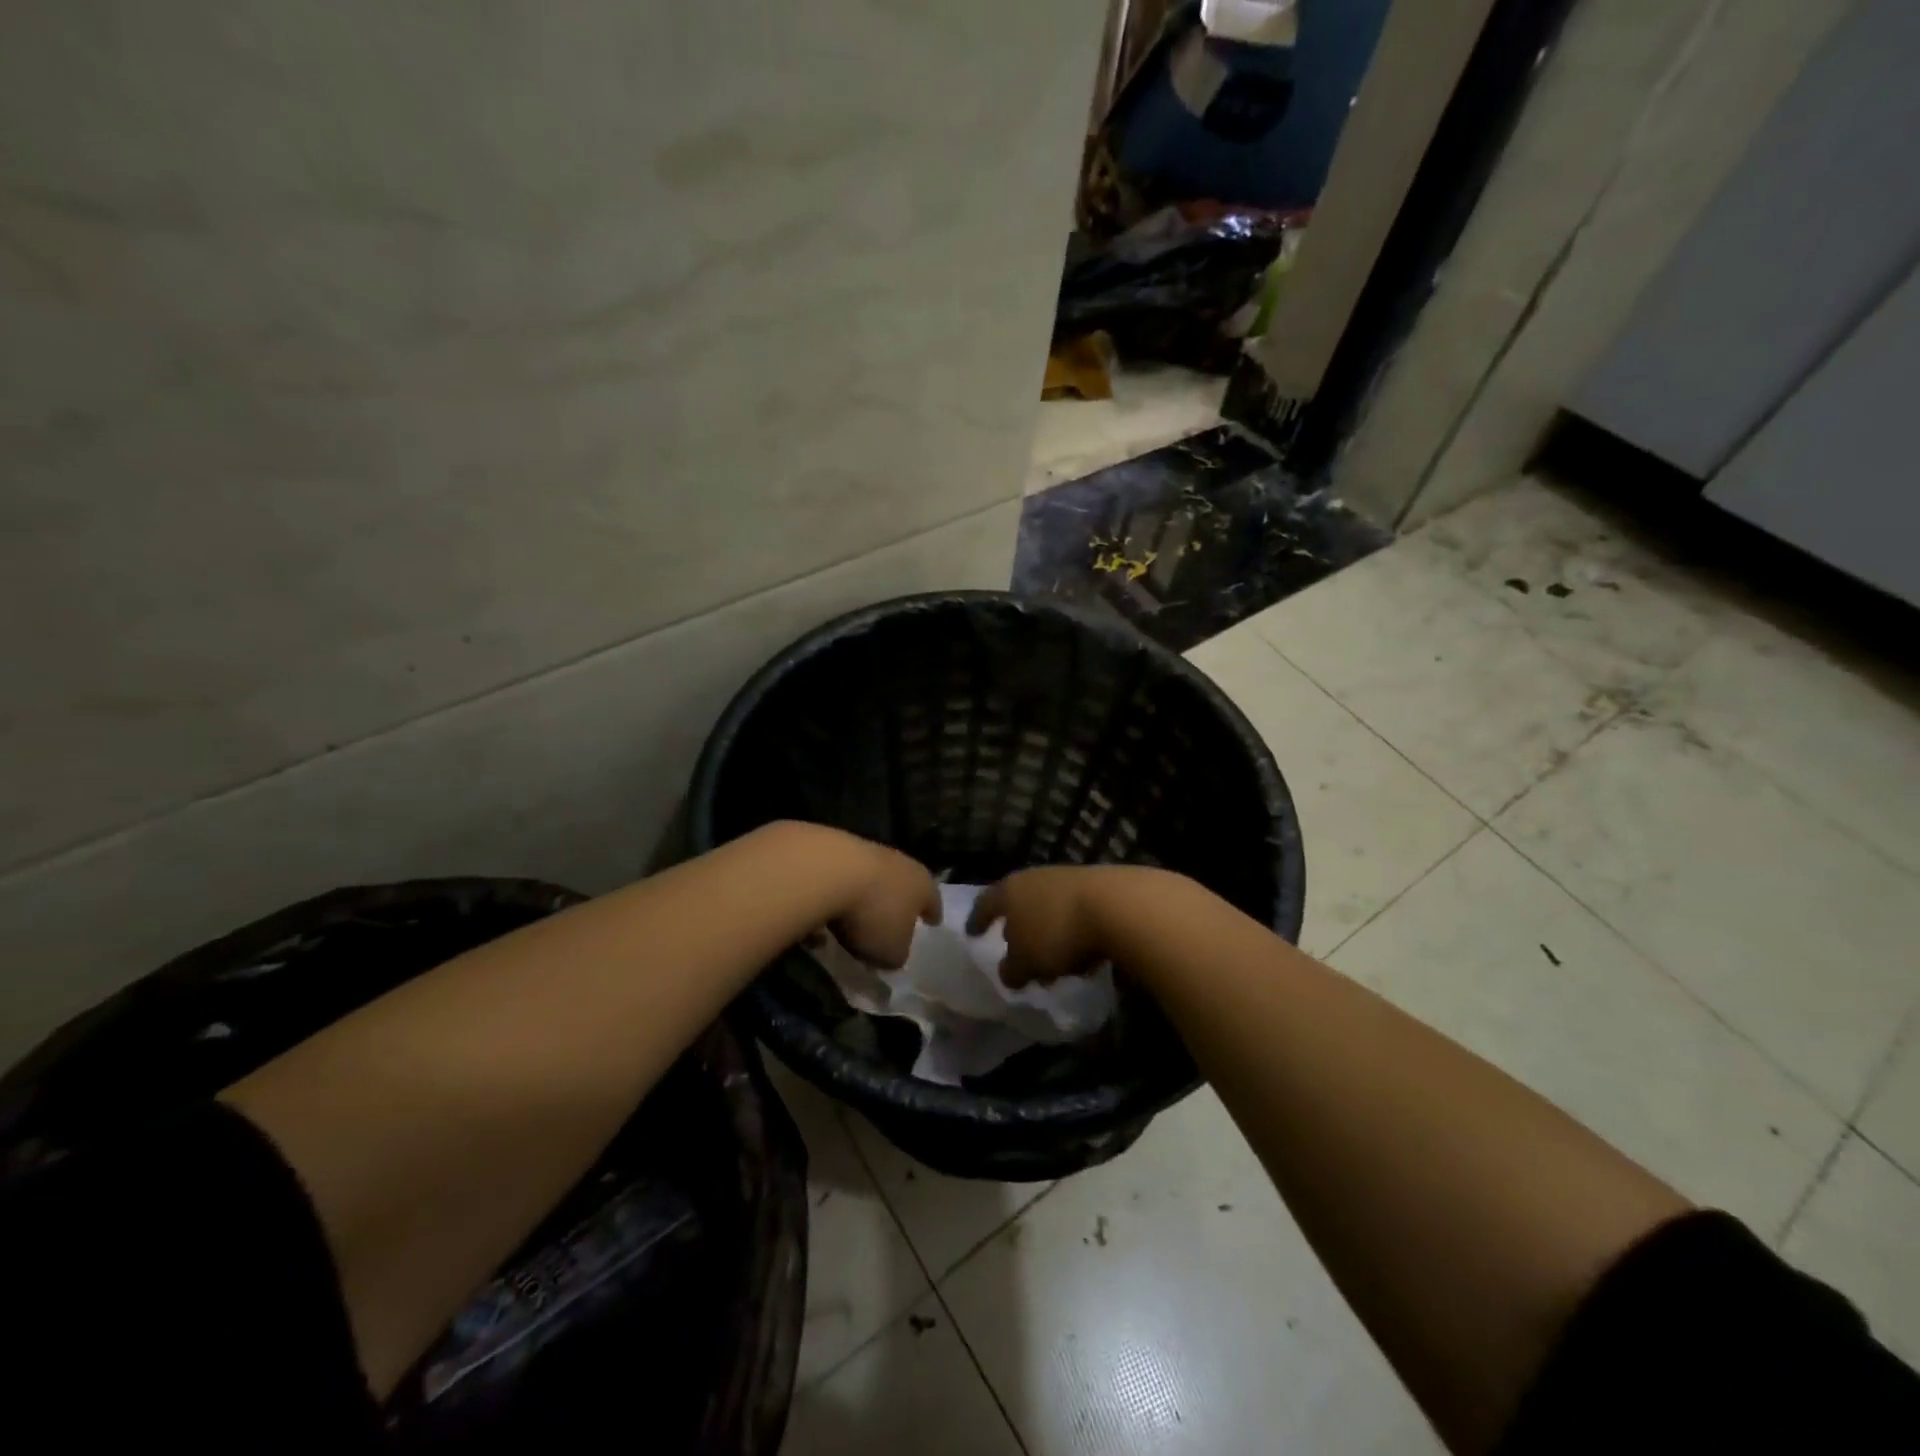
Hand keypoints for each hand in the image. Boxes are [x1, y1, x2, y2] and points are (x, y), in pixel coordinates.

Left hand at [820, 831, 941, 969]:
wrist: (827, 870)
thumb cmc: (873, 915)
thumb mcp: (892, 952)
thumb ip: (897, 954)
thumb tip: (894, 952)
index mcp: (922, 885)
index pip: (933, 901)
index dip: (932, 913)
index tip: (934, 921)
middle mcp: (900, 863)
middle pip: (904, 882)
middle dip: (900, 900)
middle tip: (896, 916)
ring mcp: (868, 851)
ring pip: (872, 877)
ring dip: (866, 895)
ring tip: (855, 916)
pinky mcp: (836, 847)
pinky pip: (842, 876)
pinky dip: (837, 891)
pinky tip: (825, 907)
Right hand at [967, 865, 1138, 987]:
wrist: (1118, 906)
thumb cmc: (1057, 933)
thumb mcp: (1026, 962)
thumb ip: (1012, 969)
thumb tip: (1010, 972)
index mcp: (1009, 890)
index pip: (985, 904)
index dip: (977, 920)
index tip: (973, 933)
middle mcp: (1035, 878)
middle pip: (1019, 903)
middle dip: (1018, 928)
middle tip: (1016, 951)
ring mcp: (1068, 879)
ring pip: (1049, 908)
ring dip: (1048, 933)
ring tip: (1053, 961)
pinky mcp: (1099, 886)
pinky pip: (1076, 913)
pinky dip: (1073, 932)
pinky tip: (1082, 954)